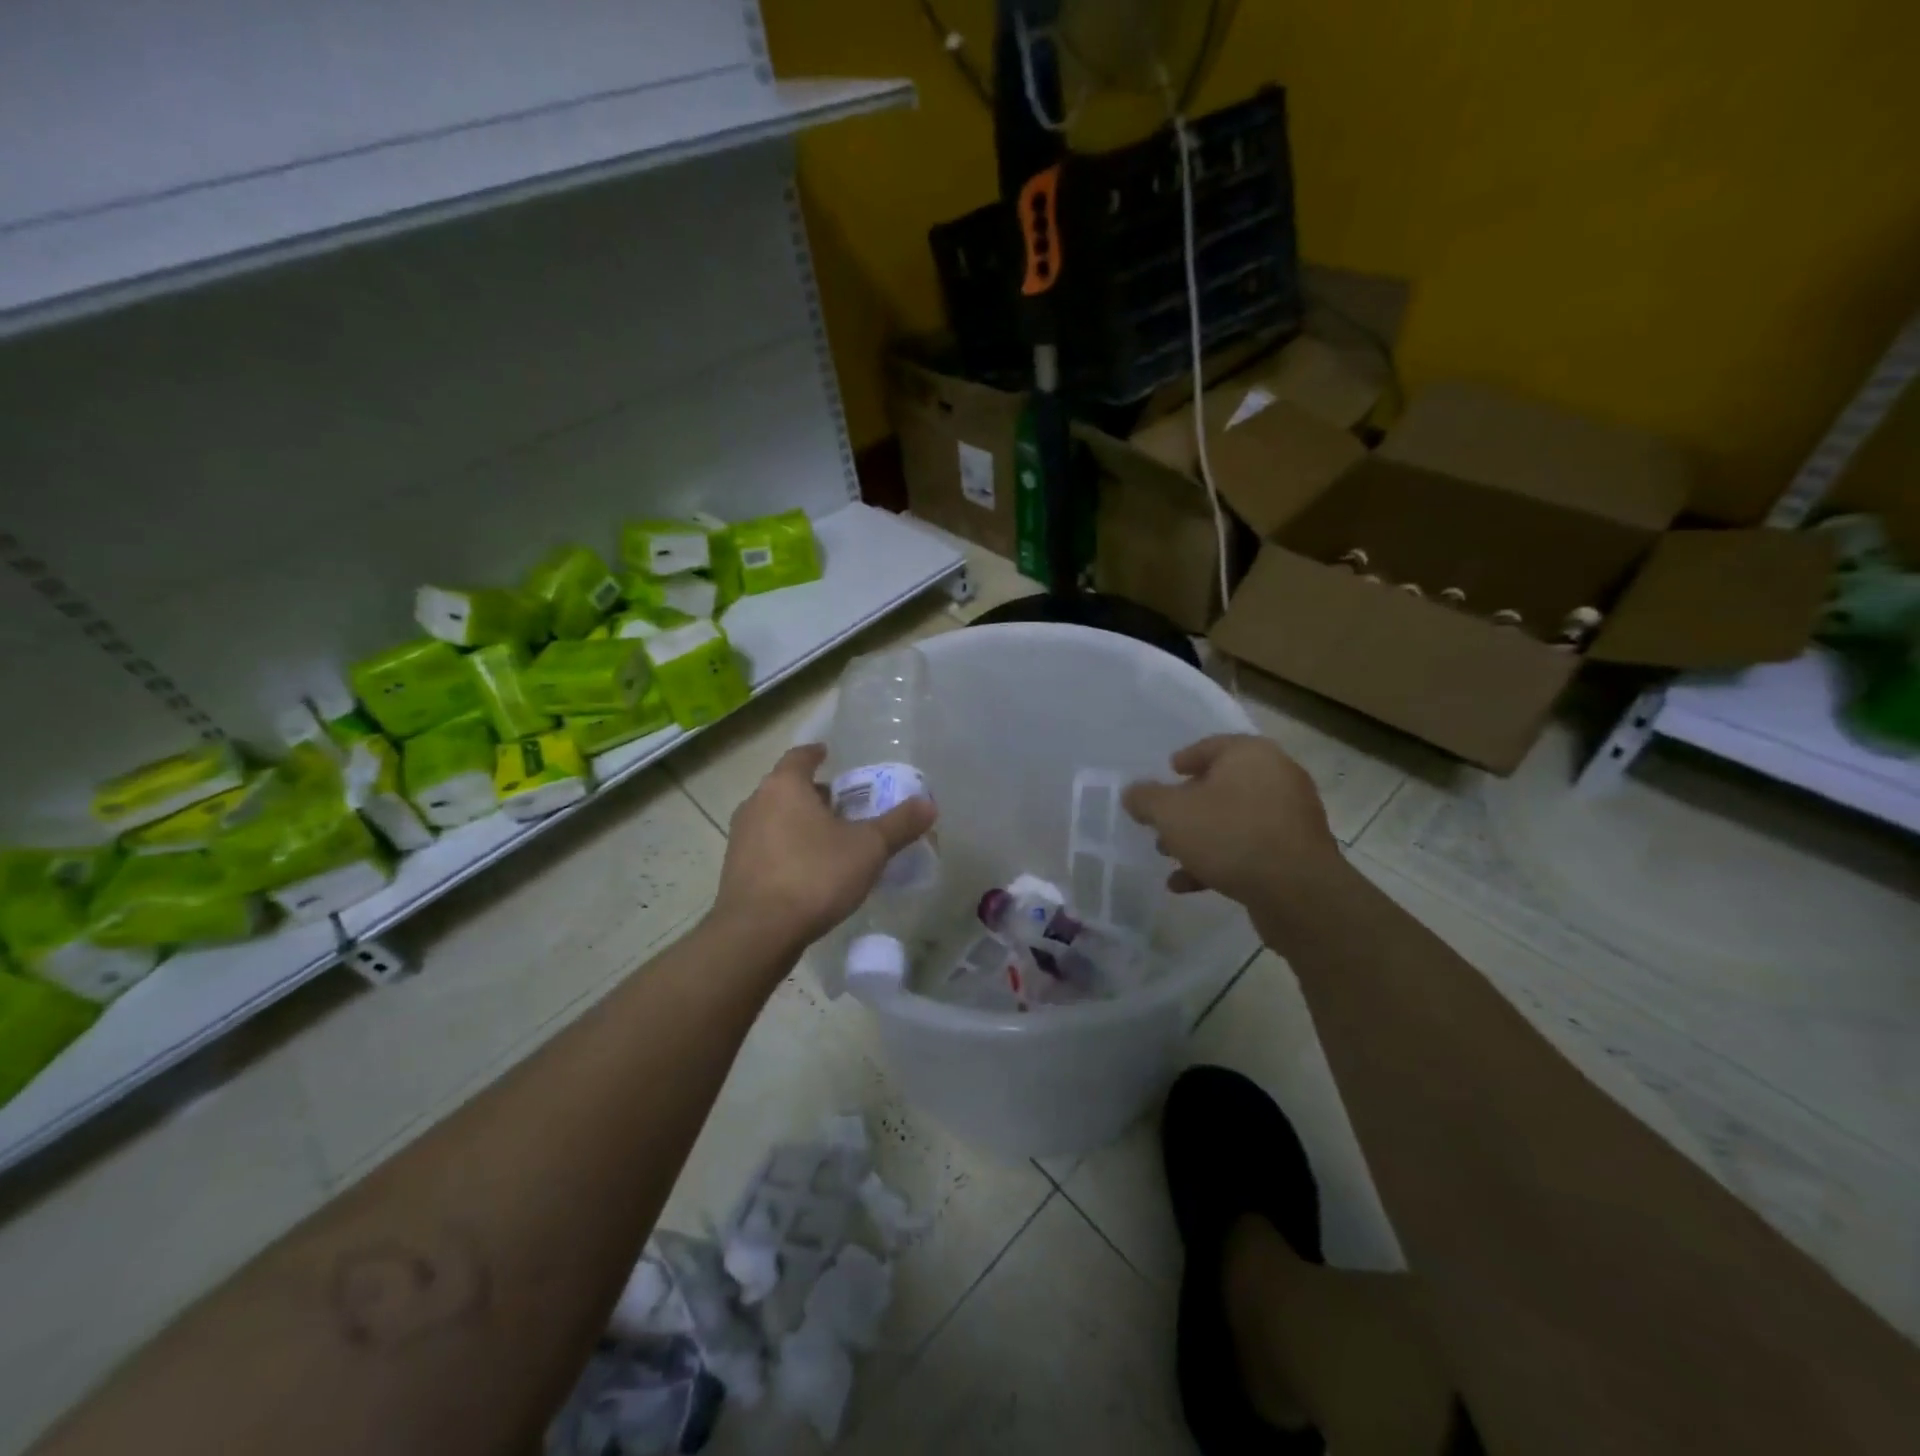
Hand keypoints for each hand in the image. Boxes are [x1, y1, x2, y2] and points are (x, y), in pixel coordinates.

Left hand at [711, 744, 936, 954]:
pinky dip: (787, 849)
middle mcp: (756, 804)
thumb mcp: (868, 848)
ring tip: (830, 839)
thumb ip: (899, 824)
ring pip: (775, 818)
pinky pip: (767, 847)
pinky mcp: (735, 870)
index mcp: (784, 786)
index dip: (816, 754)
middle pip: (787, 788)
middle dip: (814, 794)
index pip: (800, 756)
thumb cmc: (814, 875)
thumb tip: (929, 804)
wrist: (757, 933)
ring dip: (799, 823)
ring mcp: (740, 838)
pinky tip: (809, 871)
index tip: (830, 755)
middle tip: (844, 805)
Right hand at [1120, 735, 1340, 915]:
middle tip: (1162, 820)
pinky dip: (1220, 860)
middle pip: (1222, 785)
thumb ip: (1146, 799)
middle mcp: (1277, 777)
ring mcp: (1291, 816)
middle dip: (1188, 805)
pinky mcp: (1296, 853)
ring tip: (1168, 855)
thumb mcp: (1171, 813)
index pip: (1211, 746)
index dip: (1184, 759)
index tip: (1167, 773)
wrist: (1297, 891)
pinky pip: (1250, 848)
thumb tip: (1132, 793)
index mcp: (1251, 754)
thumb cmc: (1229, 834)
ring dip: (1200, 836)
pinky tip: (1187, 883)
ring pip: (1234, 820)